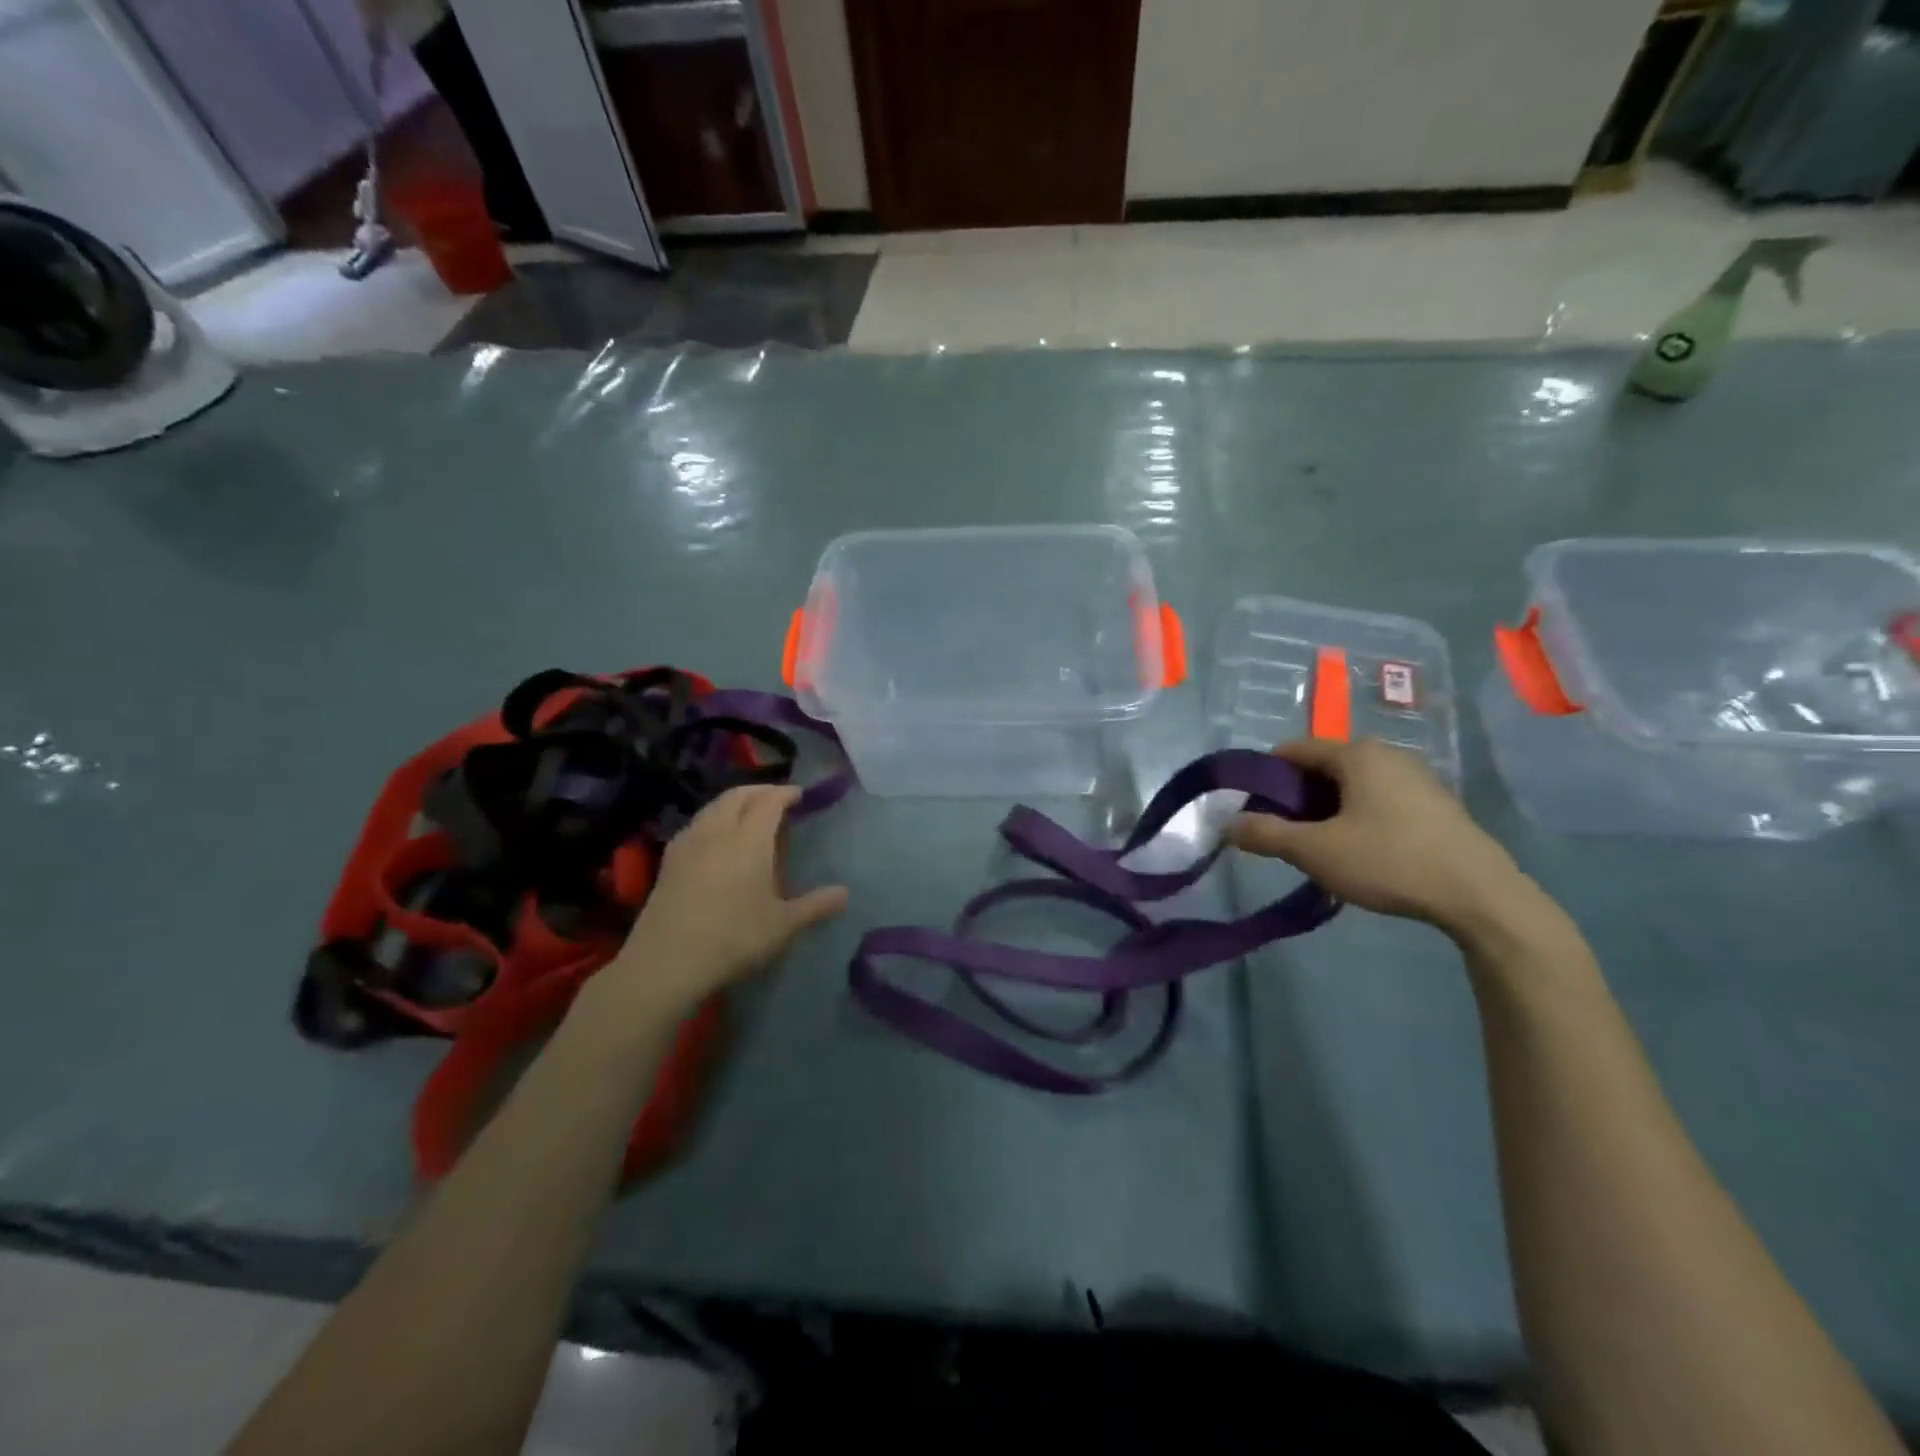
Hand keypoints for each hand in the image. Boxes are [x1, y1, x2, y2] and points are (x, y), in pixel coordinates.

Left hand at [601, 785, 847, 1011]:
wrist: (666, 962)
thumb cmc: (734, 938)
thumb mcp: (783, 926)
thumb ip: (815, 906)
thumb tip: (844, 893)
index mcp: (750, 839)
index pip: (770, 801)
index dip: (786, 793)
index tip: (799, 795)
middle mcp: (718, 831)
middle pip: (738, 795)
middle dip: (760, 791)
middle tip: (777, 799)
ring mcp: (688, 843)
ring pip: (713, 807)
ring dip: (734, 802)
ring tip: (748, 815)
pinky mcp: (668, 860)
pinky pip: (696, 824)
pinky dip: (713, 819)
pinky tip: (716, 840)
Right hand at [1226, 738, 1532, 935]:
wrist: (1481, 896)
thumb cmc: (1389, 862)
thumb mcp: (1315, 851)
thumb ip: (1265, 834)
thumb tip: (1226, 824)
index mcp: (1356, 754)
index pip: (1291, 750)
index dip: (1265, 778)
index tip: (1255, 812)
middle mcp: (1386, 754)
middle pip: (1321, 767)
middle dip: (1296, 798)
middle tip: (1287, 836)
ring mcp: (1416, 777)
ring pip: (1351, 785)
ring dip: (1326, 810)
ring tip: (1322, 849)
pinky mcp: (1435, 804)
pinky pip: (1379, 799)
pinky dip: (1358, 817)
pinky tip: (1362, 852)